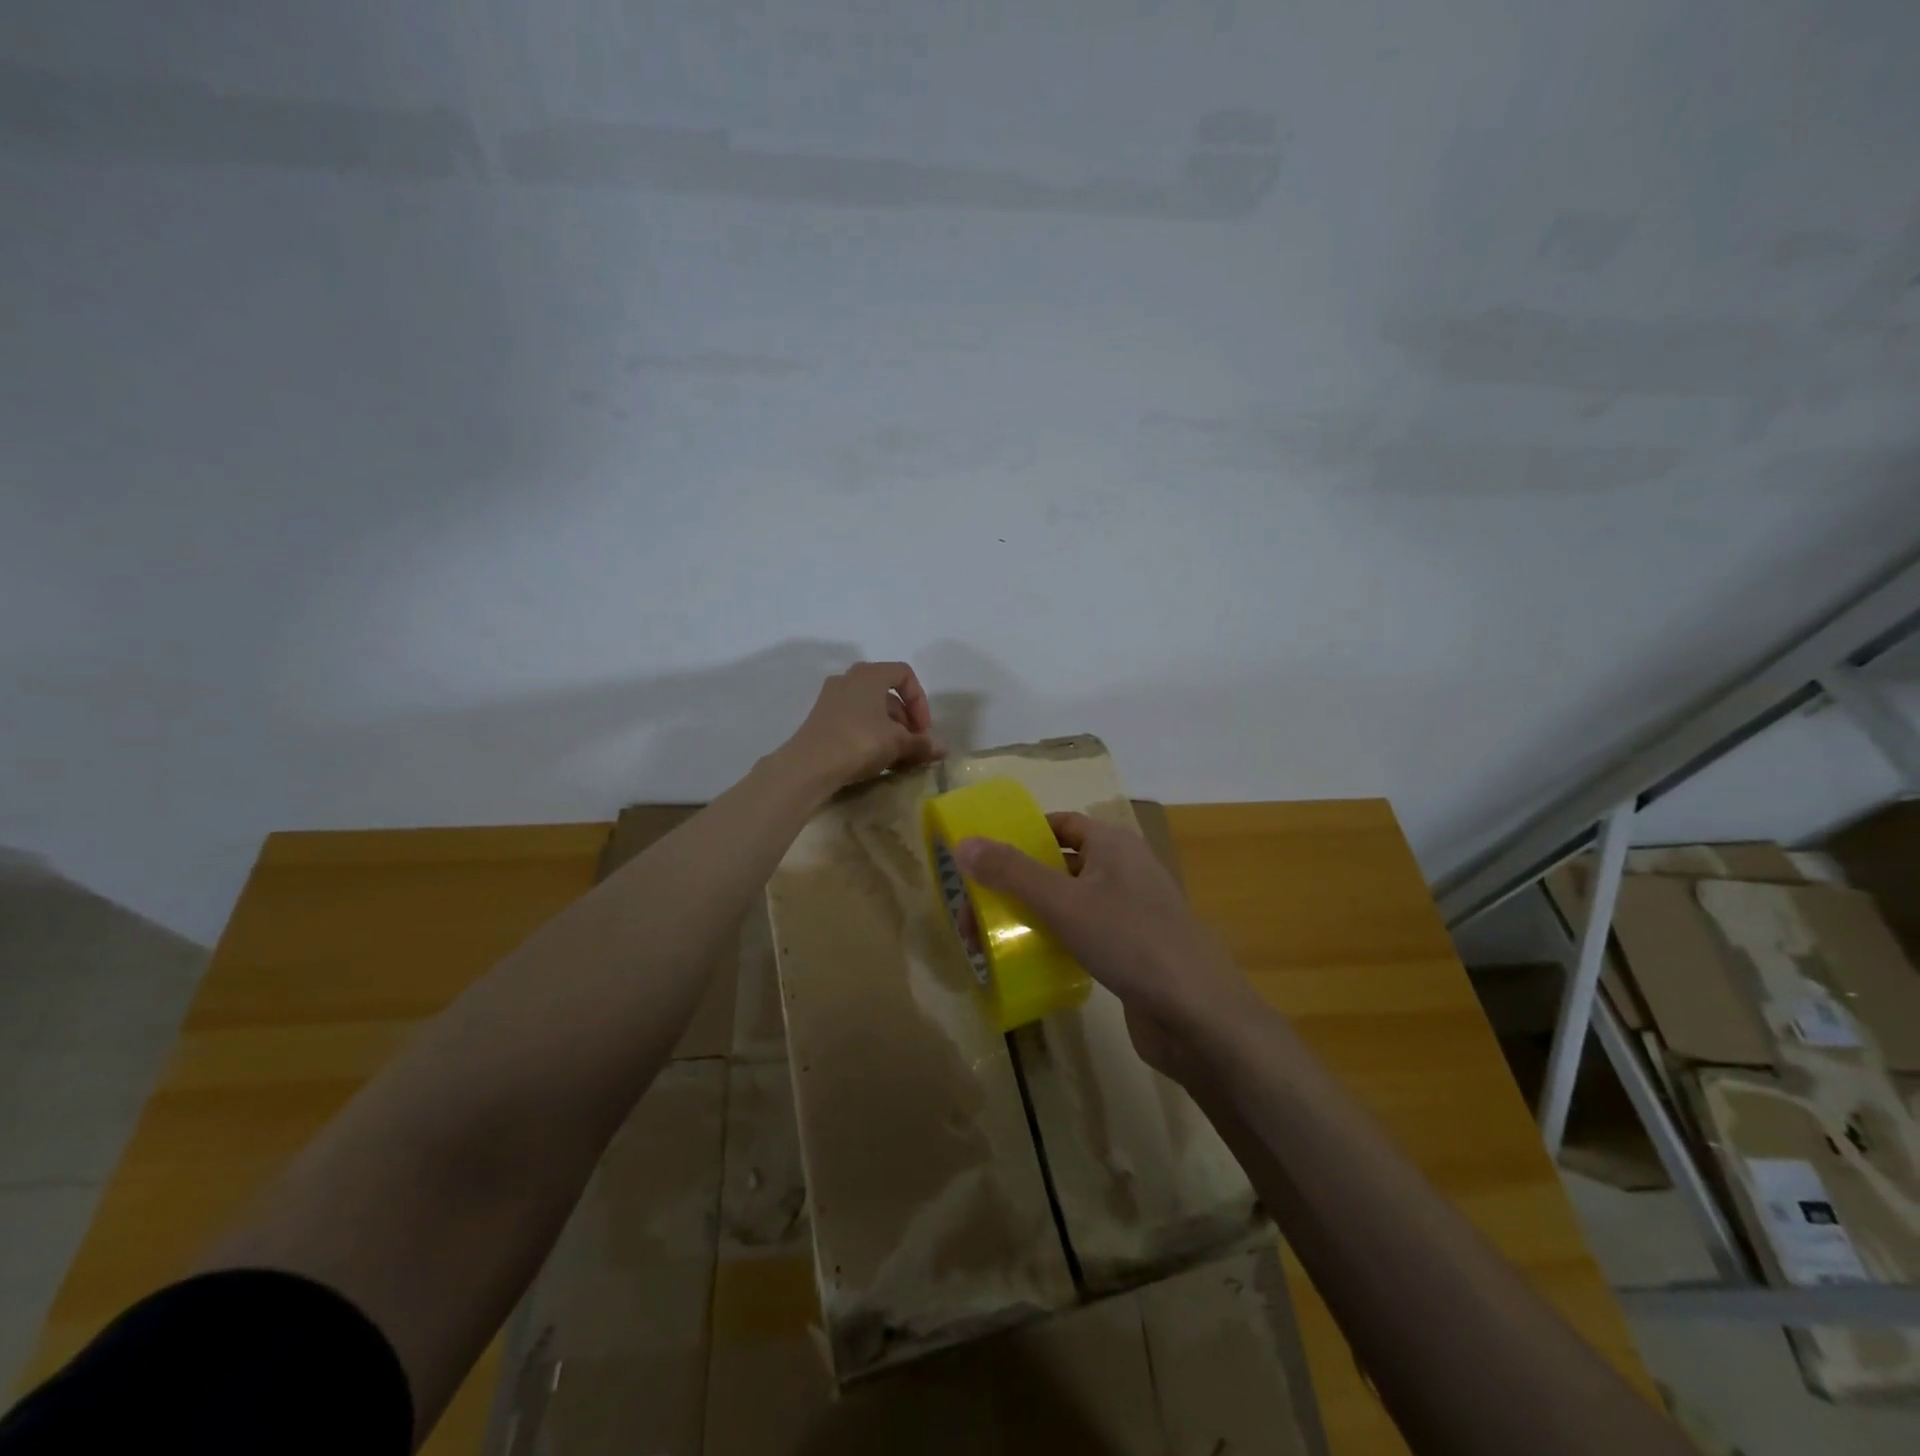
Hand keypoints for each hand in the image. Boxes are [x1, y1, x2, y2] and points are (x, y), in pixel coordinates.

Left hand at [779, 661, 945, 792]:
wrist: (809, 766)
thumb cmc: (859, 742)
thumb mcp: (897, 743)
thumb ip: (922, 743)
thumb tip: (943, 748)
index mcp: (869, 674)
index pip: (904, 674)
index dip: (920, 701)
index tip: (923, 729)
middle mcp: (848, 679)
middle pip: (886, 693)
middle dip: (905, 719)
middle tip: (913, 744)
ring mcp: (831, 699)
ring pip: (870, 709)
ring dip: (889, 730)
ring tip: (897, 757)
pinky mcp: (820, 720)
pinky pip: (854, 721)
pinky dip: (869, 735)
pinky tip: (875, 760)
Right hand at [953, 812, 1255, 1074]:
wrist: (1198, 1015)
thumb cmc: (1131, 941)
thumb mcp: (1064, 903)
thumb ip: (1012, 873)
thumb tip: (963, 843)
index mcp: (1113, 844)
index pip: (1060, 824)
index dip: (1022, 834)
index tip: (983, 857)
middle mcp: (1124, 870)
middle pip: (1059, 864)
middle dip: (1017, 883)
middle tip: (975, 909)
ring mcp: (1131, 911)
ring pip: (1070, 902)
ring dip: (1033, 914)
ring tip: (991, 938)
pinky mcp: (1132, 950)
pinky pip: (1084, 933)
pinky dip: (1056, 939)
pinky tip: (1030, 960)